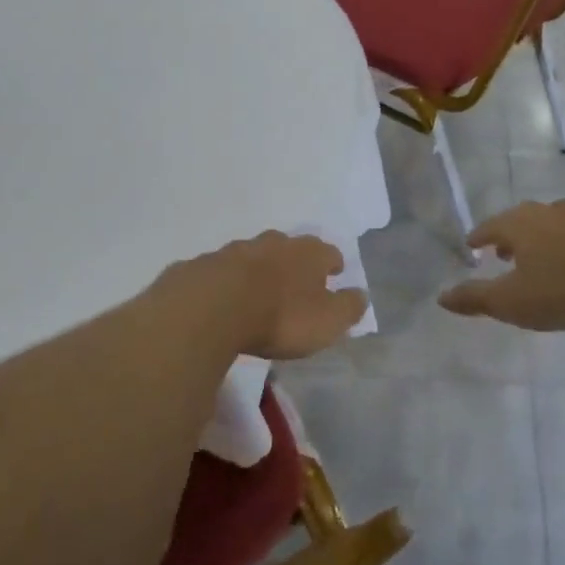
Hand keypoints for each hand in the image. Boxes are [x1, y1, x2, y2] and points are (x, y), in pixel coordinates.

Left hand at [196, 231, 368, 360]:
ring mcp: (235, 250)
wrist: (211, 308)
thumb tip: (360, 295)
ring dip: (259, 268)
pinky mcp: (203, 266)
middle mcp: (273, 243)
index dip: (333, 263)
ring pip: (253, 255)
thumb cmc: (281, 316)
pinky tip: (223, 297)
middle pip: (289, 247)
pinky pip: (221, 271)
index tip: (335, 272)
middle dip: (294, 261)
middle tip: (296, 280)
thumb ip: (348, 307)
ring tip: (258, 289)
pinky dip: (226, 281)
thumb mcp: (328, 321)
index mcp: (307, 253)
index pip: (328, 251)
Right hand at [438, 200, 564, 330]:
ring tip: (540, 256)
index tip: (472, 246)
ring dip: (541, 237)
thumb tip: (441, 297)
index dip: (479, 237)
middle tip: (503, 251)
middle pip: (521, 219)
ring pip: (553, 222)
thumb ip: (475, 299)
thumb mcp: (511, 302)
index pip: (490, 227)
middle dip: (509, 235)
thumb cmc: (564, 288)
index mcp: (519, 225)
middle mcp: (547, 212)